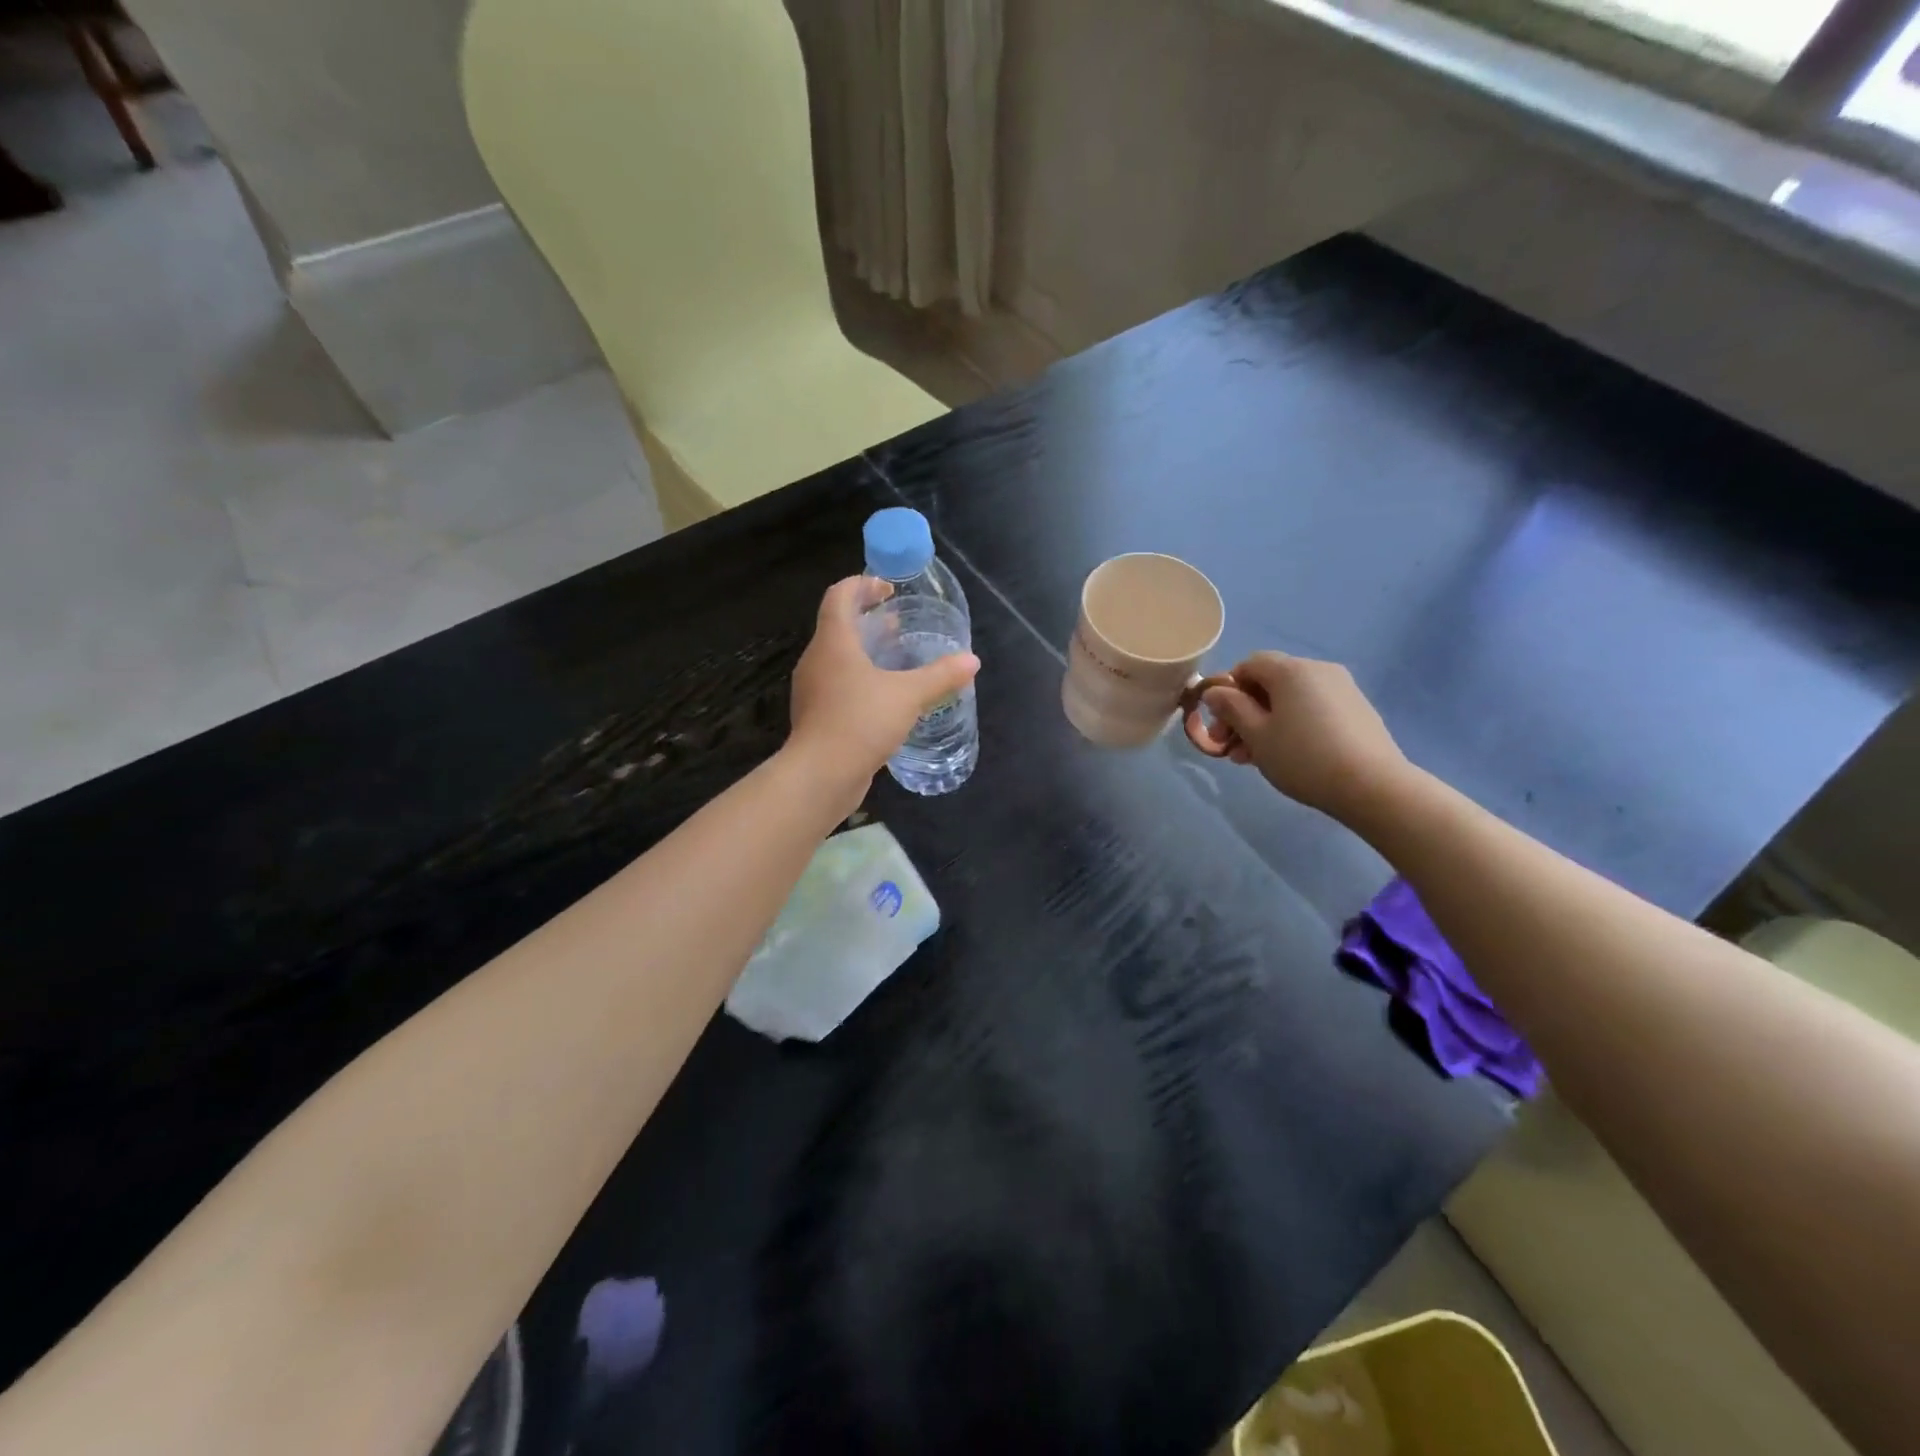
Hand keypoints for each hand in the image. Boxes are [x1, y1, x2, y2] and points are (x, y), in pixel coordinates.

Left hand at [786, 577, 979, 809]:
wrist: (820, 775)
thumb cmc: (861, 722)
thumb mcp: (908, 695)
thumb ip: (941, 676)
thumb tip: (972, 660)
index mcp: (833, 642)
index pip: (839, 596)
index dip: (862, 585)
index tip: (888, 590)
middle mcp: (816, 660)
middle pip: (837, 626)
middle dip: (868, 620)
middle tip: (899, 625)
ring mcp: (812, 690)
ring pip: (837, 659)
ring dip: (864, 653)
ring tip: (896, 660)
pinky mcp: (816, 716)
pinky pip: (837, 686)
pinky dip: (859, 680)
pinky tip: (884, 699)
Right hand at [1198, 652, 1409, 822]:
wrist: (1372, 785)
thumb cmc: (1303, 757)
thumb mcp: (1256, 734)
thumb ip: (1231, 708)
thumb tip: (1215, 691)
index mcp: (1290, 670)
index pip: (1248, 665)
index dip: (1228, 691)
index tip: (1221, 724)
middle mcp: (1318, 670)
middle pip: (1269, 683)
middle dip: (1245, 712)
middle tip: (1232, 748)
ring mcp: (1342, 689)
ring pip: (1291, 699)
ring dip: (1266, 722)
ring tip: (1256, 758)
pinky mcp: (1357, 710)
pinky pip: (1313, 709)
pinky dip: (1293, 725)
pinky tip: (1289, 755)